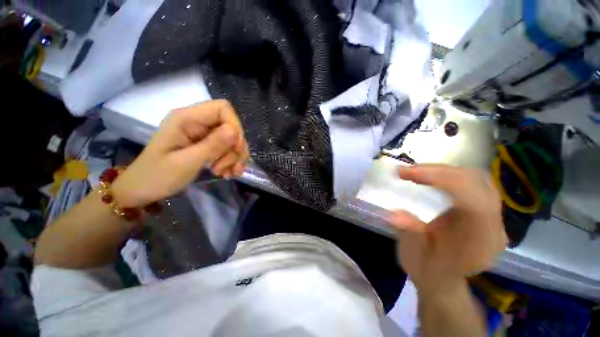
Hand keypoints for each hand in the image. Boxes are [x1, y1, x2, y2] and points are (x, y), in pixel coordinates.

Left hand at [112, 100, 248, 206]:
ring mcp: (203, 134)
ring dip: (235, 157)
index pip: (222, 109)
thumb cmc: (158, 176)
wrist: (144, 190)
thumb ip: (211, 145)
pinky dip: (233, 161)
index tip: (236, 148)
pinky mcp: (207, 145)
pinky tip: (228, 173)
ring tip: (226, 173)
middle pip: (231, 126)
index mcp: (187, 119)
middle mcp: (197, 122)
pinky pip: (229, 149)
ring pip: (233, 140)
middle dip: (235, 148)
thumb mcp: (186, 162)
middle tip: (227, 167)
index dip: (235, 126)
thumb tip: (235, 132)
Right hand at [389, 165, 505, 295]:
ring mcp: (490, 216)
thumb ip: (410, 236)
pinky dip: (446, 174)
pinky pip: (469, 182)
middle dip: (438, 171)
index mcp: (479, 244)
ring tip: (413, 172)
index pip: (475, 202)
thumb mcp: (414, 259)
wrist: (441, 278)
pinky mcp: (480, 209)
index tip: (410, 173)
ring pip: (475, 178)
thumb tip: (394, 215)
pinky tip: (428, 176)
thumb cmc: (427, 271)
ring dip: (442, 170)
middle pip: (476, 184)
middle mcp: (492, 226)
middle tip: (405, 172)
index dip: (445, 181)